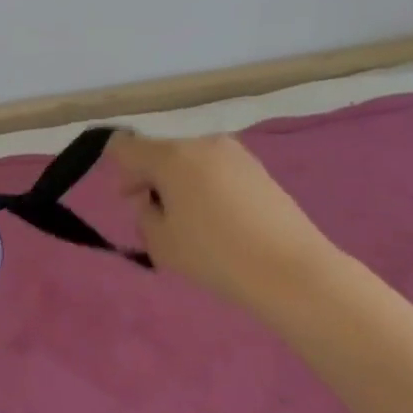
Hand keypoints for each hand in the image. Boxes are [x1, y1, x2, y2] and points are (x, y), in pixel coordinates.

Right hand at [108, 131, 338, 310]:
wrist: (291, 269)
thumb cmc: (216, 255)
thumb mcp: (162, 244)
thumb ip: (144, 215)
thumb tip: (150, 200)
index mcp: (171, 155)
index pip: (126, 146)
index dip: (120, 171)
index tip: (131, 201)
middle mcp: (201, 142)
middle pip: (161, 151)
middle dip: (152, 178)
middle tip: (159, 217)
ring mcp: (234, 152)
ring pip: (191, 160)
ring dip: (181, 182)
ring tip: (194, 222)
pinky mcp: (258, 168)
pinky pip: (217, 169)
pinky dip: (208, 186)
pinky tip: (221, 220)